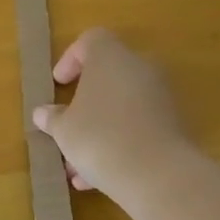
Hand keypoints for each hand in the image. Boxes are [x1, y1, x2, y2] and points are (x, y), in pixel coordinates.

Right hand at [31, 28, 188, 199]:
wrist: (158, 175)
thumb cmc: (99, 138)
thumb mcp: (63, 130)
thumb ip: (53, 118)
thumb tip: (44, 113)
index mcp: (111, 57)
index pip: (92, 40)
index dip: (71, 59)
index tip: (59, 84)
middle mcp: (141, 69)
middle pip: (109, 76)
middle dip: (85, 102)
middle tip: (67, 124)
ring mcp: (162, 97)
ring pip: (122, 107)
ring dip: (99, 130)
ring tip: (76, 166)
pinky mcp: (175, 125)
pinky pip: (139, 127)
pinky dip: (119, 144)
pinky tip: (98, 178)